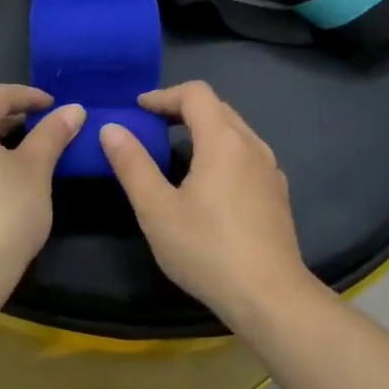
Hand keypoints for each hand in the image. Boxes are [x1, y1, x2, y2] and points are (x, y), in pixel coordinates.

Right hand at [98, 81, 313, 325]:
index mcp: (224, 140)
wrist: (269, 295)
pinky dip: (222, 152)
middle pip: (218, 108)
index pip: (196, 93)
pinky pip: (247, 156)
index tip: (138, 110)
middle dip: (182, 109)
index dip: (164, 95)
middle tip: (151, 127)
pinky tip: (209, 184)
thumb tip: (112, 129)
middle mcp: (252, 145)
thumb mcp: (157, 210)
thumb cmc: (207, 249)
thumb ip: (133, 165)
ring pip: (236, 132)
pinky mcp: (277, 194)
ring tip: (176, 152)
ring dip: (205, 130)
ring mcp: (270, 170)